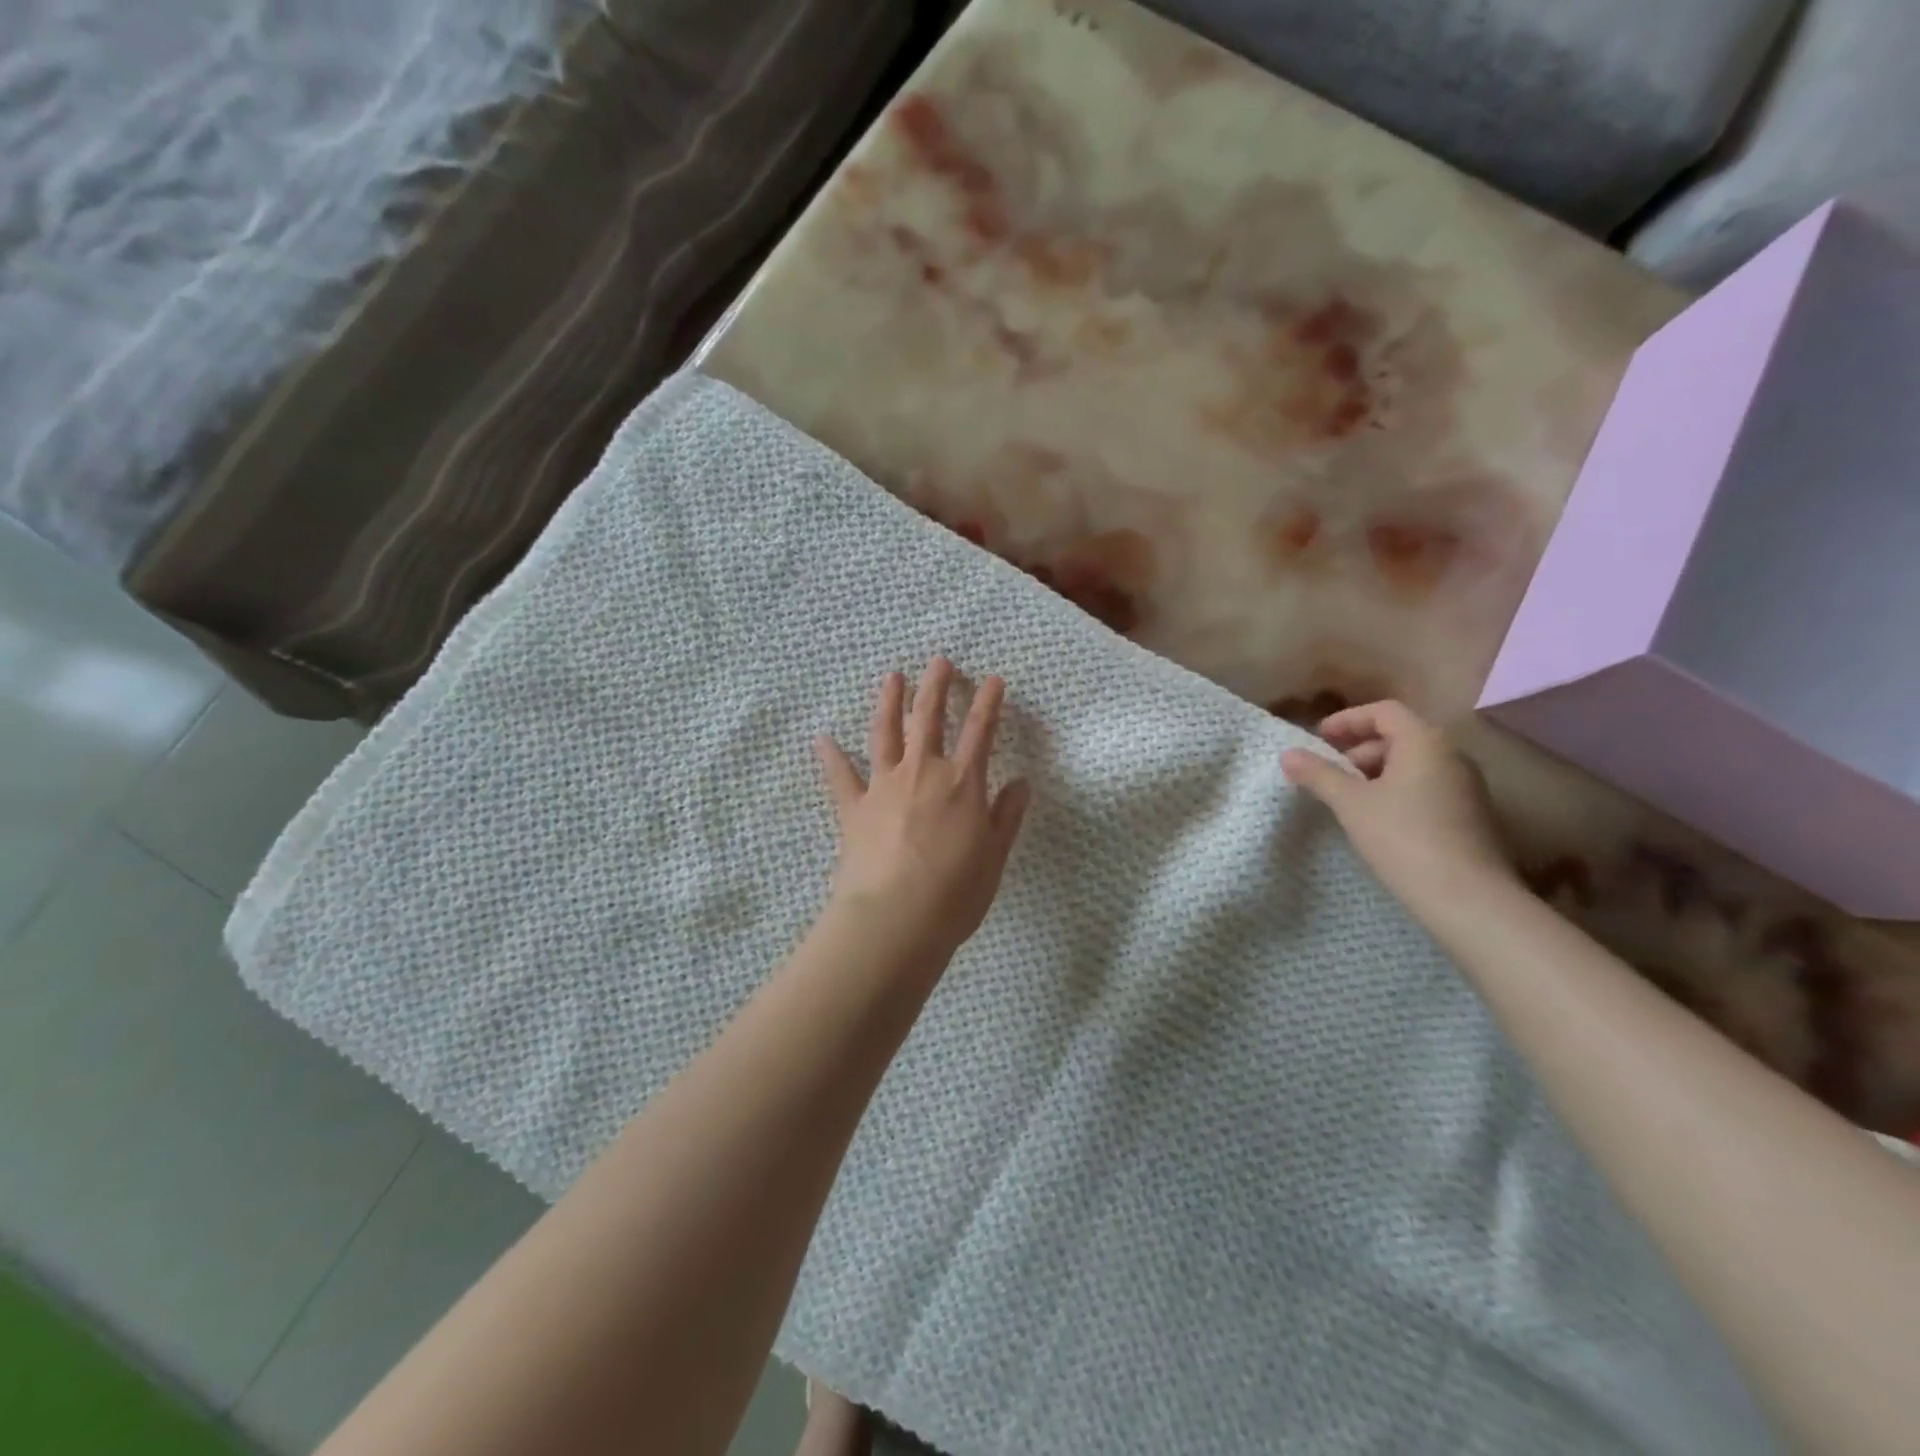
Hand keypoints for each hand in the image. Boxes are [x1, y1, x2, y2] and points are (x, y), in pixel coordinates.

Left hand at [815, 658, 1030, 958]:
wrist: (894, 918)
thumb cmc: (954, 893)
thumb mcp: (994, 857)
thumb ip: (1007, 817)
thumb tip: (1021, 783)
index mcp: (962, 783)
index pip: (980, 731)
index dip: (988, 702)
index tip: (993, 679)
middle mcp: (922, 773)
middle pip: (928, 718)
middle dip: (935, 686)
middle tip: (938, 661)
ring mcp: (884, 786)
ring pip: (885, 733)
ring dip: (889, 702)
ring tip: (890, 677)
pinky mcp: (853, 808)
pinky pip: (840, 776)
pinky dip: (830, 756)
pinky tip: (822, 738)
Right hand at [1280, 700, 1515, 911]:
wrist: (1466, 897)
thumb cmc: (1403, 838)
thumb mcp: (1351, 804)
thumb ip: (1319, 775)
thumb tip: (1288, 754)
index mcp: (1425, 742)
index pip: (1384, 711)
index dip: (1347, 720)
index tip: (1319, 738)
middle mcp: (1451, 755)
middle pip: (1399, 736)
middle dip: (1359, 750)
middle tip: (1329, 774)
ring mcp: (1466, 785)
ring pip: (1413, 764)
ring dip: (1376, 773)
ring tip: (1348, 800)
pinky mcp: (1470, 814)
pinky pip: (1426, 787)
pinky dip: (1397, 791)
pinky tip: (1377, 821)